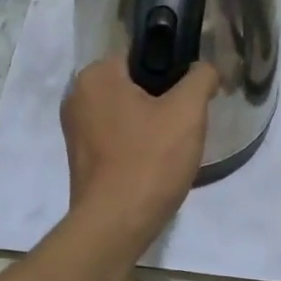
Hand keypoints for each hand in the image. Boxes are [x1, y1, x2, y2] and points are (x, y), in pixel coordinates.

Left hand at [61, 57, 217, 249]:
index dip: (173, 71)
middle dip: (164, 101)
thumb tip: (204, 71)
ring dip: (152, 124)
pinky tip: (156, 164)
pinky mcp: (82, 158)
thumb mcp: (188, 111)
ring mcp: (76, 130)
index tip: (192, 95)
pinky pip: (118, 137)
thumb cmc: (150, 160)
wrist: (115, 225)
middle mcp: (78, 96)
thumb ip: (200, 78)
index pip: (142, 54)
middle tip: (187, 124)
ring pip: (128, 113)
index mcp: (96, 75)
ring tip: (174, 147)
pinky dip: (138, 145)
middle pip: (135, 84)